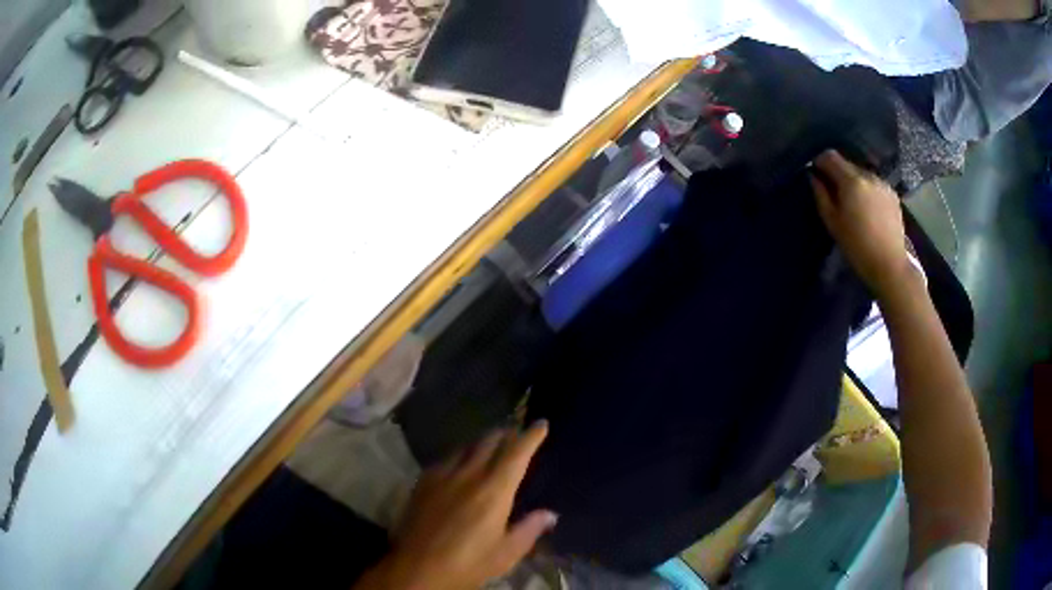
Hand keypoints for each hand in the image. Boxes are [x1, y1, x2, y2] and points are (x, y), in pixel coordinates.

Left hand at [355, 422, 555, 589]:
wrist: (418, 566)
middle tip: (515, 432)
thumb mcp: (506, 553)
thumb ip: (529, 529)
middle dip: (505, 434)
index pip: (516, 454)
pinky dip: (459, 456)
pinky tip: (458, 465)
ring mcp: (442, 476)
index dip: (530, 437)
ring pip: (465, 448)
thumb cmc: (469, 563)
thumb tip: (550, 514)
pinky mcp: (423, 482)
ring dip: (481, 443)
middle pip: (489, 442)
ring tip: (489, 444)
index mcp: (494, 491)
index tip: (540, 424)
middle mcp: (469, 475)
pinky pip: (445, 459)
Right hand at [809, 150, 915, 300]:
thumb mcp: (832, 223)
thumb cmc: (857, 246)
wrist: (890, 264)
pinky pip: (874, 184)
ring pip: (861, 174)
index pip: (830, 156)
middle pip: (847, 164)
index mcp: (851, 181)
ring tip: (853, 203)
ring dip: (854, 182)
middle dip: (837, 174)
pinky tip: (868, 209)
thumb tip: (813, 177)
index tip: (816, 175)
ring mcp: (882, 183)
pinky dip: (867, 190)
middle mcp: (867, 175)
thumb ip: (821, 195)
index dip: (819, 162)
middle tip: (834, 194)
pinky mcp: (892, 194)